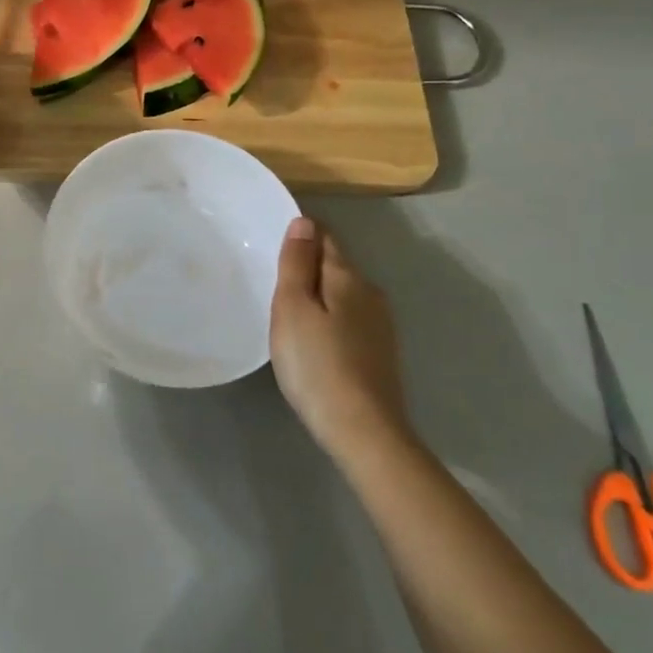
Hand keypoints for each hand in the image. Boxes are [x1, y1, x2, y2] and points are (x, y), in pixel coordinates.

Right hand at [270, 216, 412, 461]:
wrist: (363, 431)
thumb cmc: (317, 364)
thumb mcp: (293, 308)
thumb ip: (297, 263)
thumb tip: (304, 221)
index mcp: (347, 277)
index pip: (324, 237)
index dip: (300, 234)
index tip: (272, 241)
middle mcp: (370, 293)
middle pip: (335, 265)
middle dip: (308, 265)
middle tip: (272, 277)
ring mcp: (380, 325)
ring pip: (343, 294)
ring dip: (319, 294)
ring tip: (288, 309)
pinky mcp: (380, 353)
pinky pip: (348, 319)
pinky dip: (329, 318)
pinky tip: (314, 339)